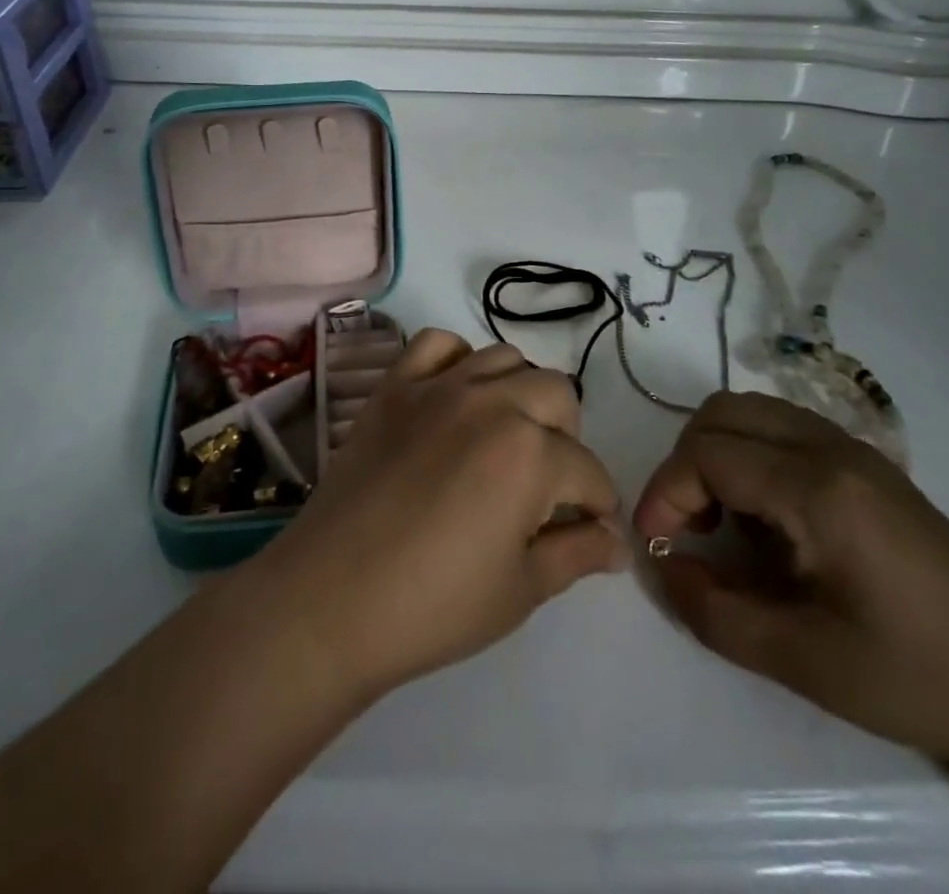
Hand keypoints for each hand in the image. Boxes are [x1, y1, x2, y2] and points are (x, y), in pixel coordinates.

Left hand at [256, 330, 627, 697]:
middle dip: (567, 439)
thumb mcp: (521, 589)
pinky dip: (456, 360)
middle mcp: (490, 401)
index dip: (599, 504)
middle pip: (556, 393)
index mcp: (530, 452)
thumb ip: (577, 553)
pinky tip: (455, 396)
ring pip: (503, 358)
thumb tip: (617, 542)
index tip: (594, 529)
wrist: (330, 598)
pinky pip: (435, 344)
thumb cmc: (434, 605)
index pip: (588, 469)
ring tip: (507, 437)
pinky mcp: (394, 386)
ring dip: (520, 392)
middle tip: (548, 485)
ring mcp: (437, 387)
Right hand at [634, 393, 948, 781]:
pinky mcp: (870, 466)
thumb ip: (712, 610)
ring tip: (723, 522)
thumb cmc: (916, 680)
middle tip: (688, 529)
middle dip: (685, 465)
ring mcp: (856, 450)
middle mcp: (833, 448)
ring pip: (753, 412)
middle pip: (723, 414)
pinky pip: (784, 428)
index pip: (707, 453)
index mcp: (818, 488)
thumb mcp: (802, 660)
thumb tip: (661, 566)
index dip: (666, 493)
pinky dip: (751, 455)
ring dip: (717, 454)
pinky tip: (768, 518)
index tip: (658, 546)